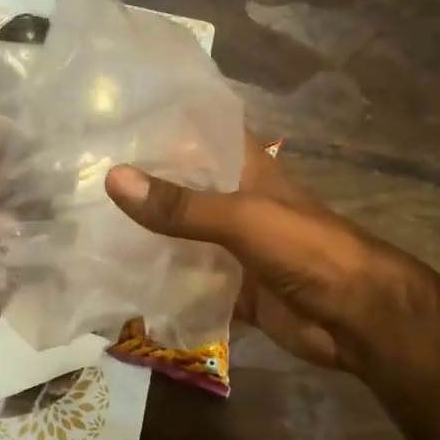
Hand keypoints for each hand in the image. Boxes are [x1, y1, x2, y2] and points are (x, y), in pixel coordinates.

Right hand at [105, 138, 431, 373]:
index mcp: (247, 169)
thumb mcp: (241, 217)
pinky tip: (122, 280)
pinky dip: (164, 282)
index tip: (112, 122)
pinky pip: (192, 282)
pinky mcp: (235, 288)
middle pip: (184, 187)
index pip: (201, 134)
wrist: (357, 317)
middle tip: (82, 179)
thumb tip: (113, 179)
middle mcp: (238, 202)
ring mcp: (236, 247)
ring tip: (89, 227)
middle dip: (143, 186)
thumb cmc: (306, 249)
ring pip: (184, 236)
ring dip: (149, 235)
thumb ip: (180, 205)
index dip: (163, 126)